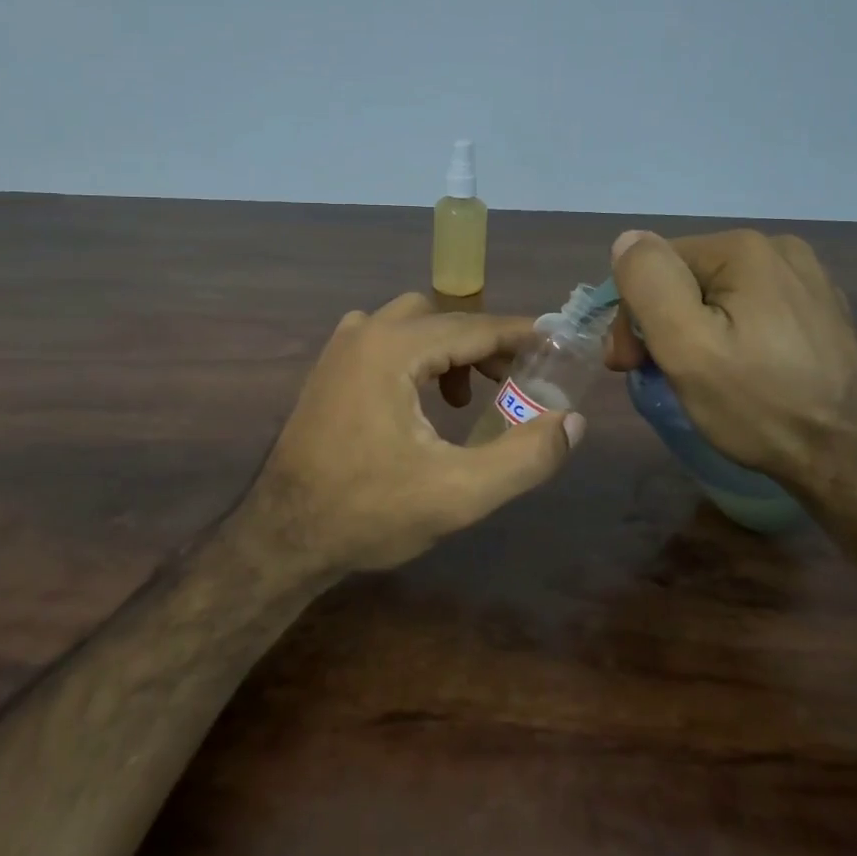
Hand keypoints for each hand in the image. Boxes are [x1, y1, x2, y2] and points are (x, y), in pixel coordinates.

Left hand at [245, 292, 584, 581]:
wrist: (283, 535)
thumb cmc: (369, 512)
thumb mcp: (459, 493)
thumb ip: (525, 457)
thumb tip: (573, 422)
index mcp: (394, 348)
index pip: (475, 328)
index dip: (522, 336)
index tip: (558, 345)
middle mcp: (366, 332)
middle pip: (445, 320)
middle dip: (486, 346)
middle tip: (517, 383)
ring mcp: (342, 346)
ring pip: (415, 324)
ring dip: (451, 350)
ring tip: (469, 399)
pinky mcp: (330, 366)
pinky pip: (387, 339)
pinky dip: (419, 356)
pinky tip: (425, 401)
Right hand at [605, 229, 856, 494]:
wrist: (850, 460)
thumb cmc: (759, 404)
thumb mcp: (685, 346)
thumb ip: (649, 283)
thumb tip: (628, 240)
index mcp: (744, 249)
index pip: (656, 263)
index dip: (633, 313)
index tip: (628, 363)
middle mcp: (779, 250)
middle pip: (687, 277)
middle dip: (661, 322)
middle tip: (650, 374)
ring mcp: (807, 280)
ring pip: (718, 295)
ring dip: (693, 330)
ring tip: (693, 378)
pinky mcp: (820, 312)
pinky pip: (752, 310)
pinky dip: (731, 334)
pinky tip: (737, 372)